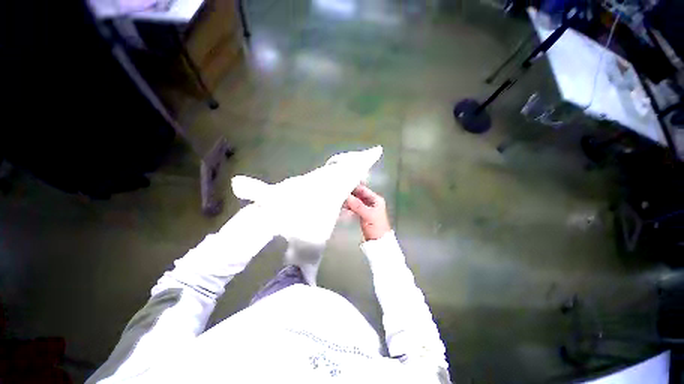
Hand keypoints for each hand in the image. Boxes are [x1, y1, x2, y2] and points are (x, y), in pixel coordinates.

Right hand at [344, 185, 391, 240]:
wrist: (378, 242)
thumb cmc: (377, 227)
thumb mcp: (368, 215)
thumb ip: (358, 205)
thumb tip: (347, 197)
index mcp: (376, 199)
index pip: (363, 189)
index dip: (354, 187)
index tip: (344, 186)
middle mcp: (371, 202)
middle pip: (358, 195)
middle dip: (350, 194)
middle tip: (339, 193)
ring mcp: (366, 208)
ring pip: (355, 201)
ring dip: (348, 201)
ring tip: (339, 201)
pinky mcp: (362, 214)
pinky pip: (354, 208)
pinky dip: (349, 207)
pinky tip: (342, 208)